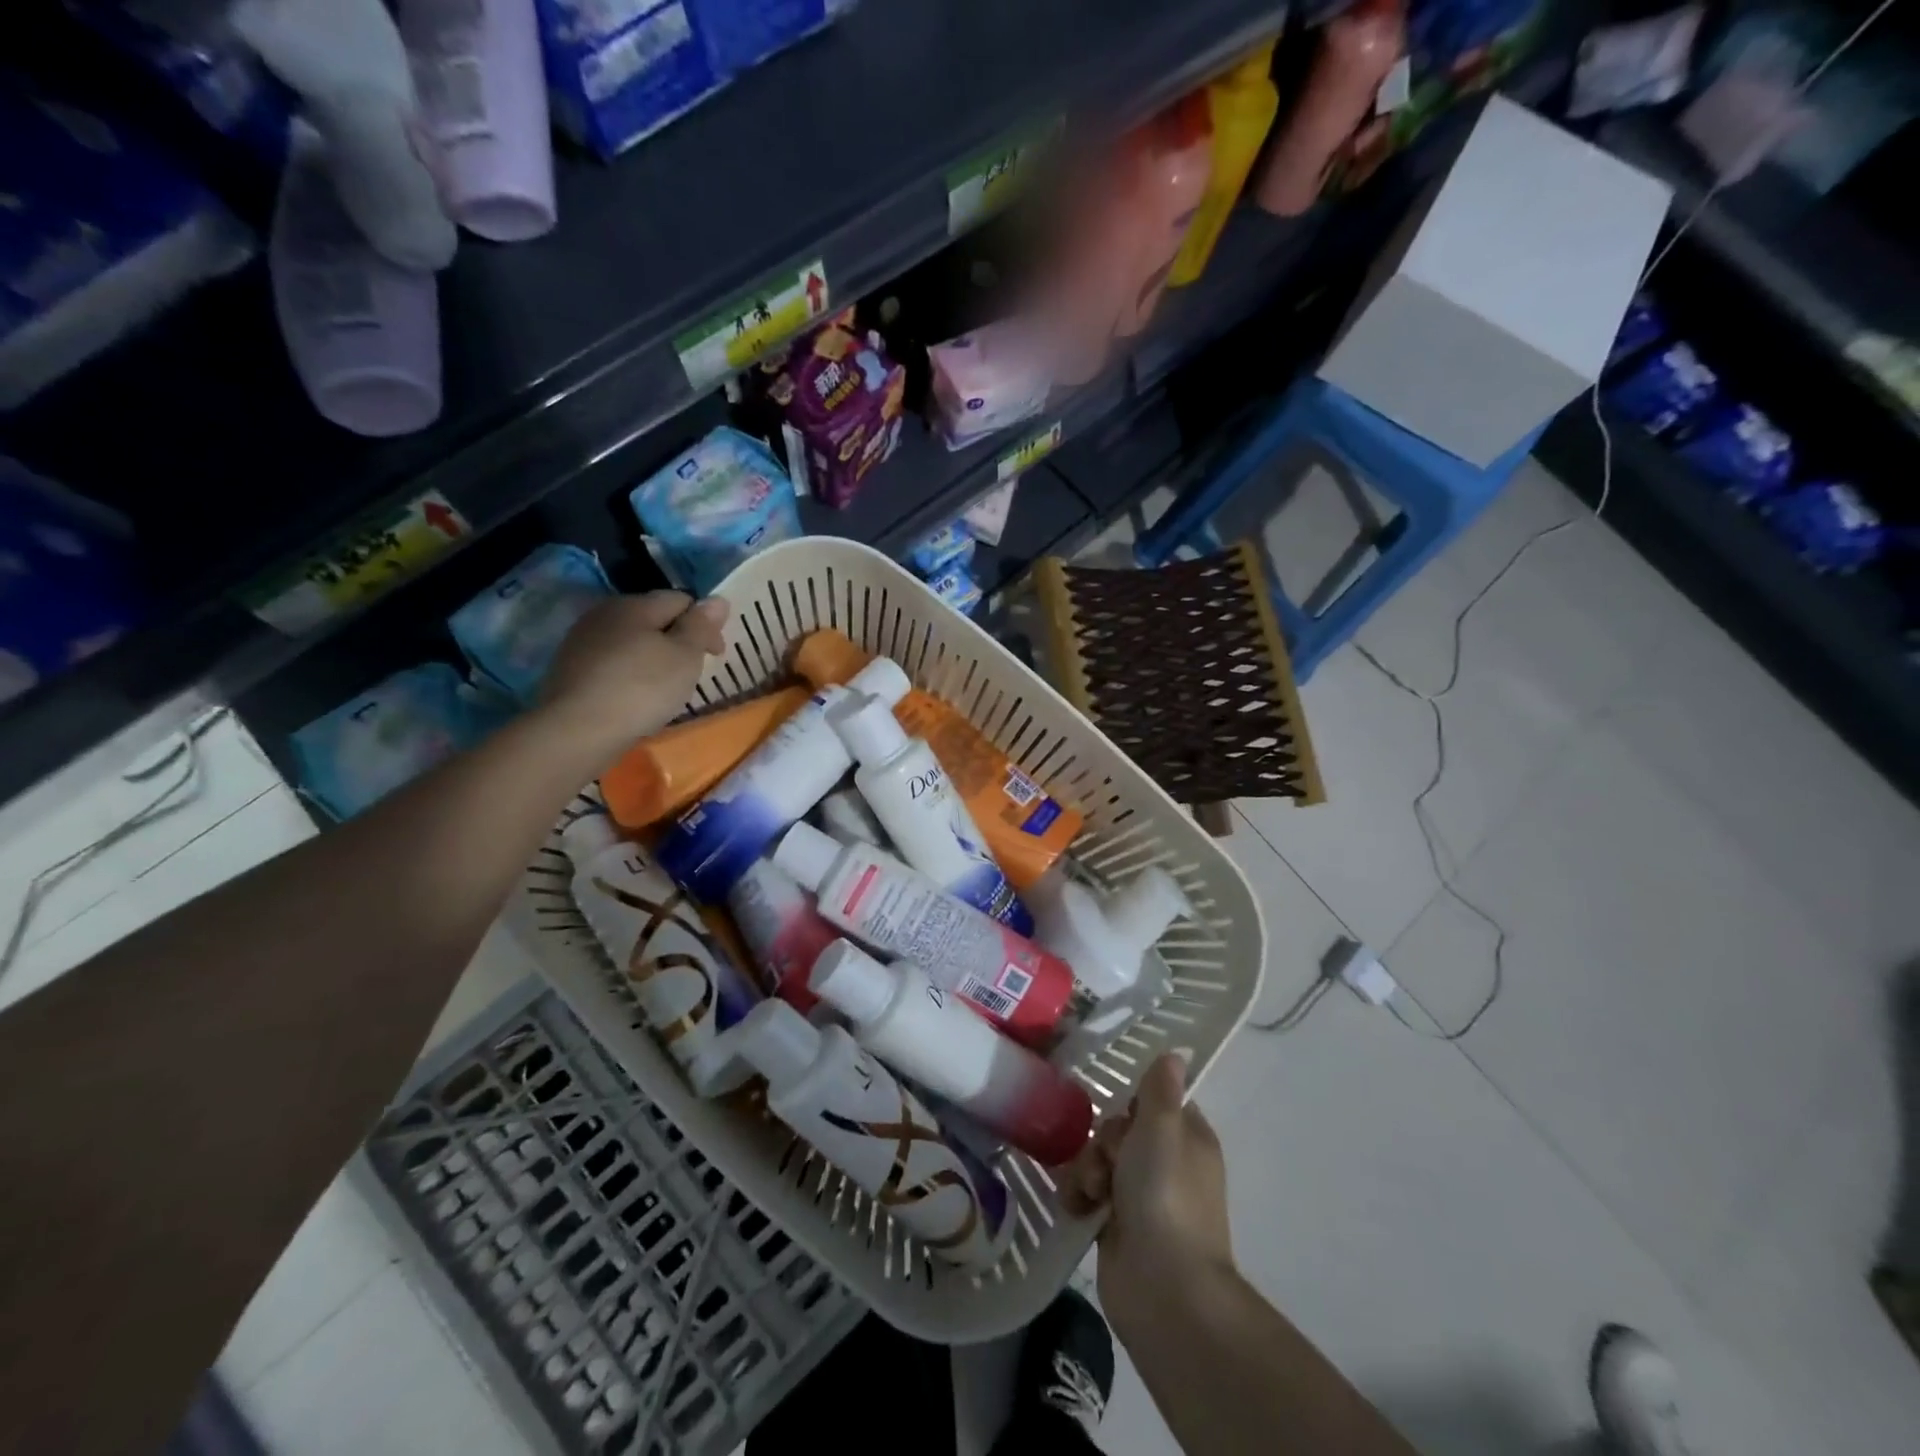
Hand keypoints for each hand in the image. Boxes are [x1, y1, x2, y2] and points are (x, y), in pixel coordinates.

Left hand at [539, 592, 728, 762]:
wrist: (577, 730)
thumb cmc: (641, 689)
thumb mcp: (684, 656)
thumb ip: (701, 626)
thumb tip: (717, 600)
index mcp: (635, 604)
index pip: (681, 600)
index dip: (705, 625)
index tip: (716, 656)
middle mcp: (605, 613)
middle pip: (653, 618)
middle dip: (677, 639)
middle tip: (692, 673)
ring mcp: (582, 640)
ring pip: (631, 640)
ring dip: (652, 656)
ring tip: (665, 688)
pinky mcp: (570, 668)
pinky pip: (612, 662)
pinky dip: (630, 673)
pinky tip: (635, 697)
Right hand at [1062, 1053, 1234, 1323]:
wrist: (1163, 1288)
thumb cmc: (1166, 1195)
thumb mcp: (1162, 1130)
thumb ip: (1160, 1089)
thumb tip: (1176, 1052)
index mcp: (1188, 1138)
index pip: (1156, 1101)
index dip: (1133, 1103)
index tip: (1119, 1110)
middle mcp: (1167, 1163)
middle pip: (1120, 1128)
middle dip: (1104, 1141)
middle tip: (1109, 1160)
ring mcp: (1141, 1196)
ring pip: (1100, 1159)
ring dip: (1088, 1169)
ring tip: (1091, 1191)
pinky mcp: (1117, 1224)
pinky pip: (1089, 1192)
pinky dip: (1080, 1196)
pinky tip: (1078, 1208)